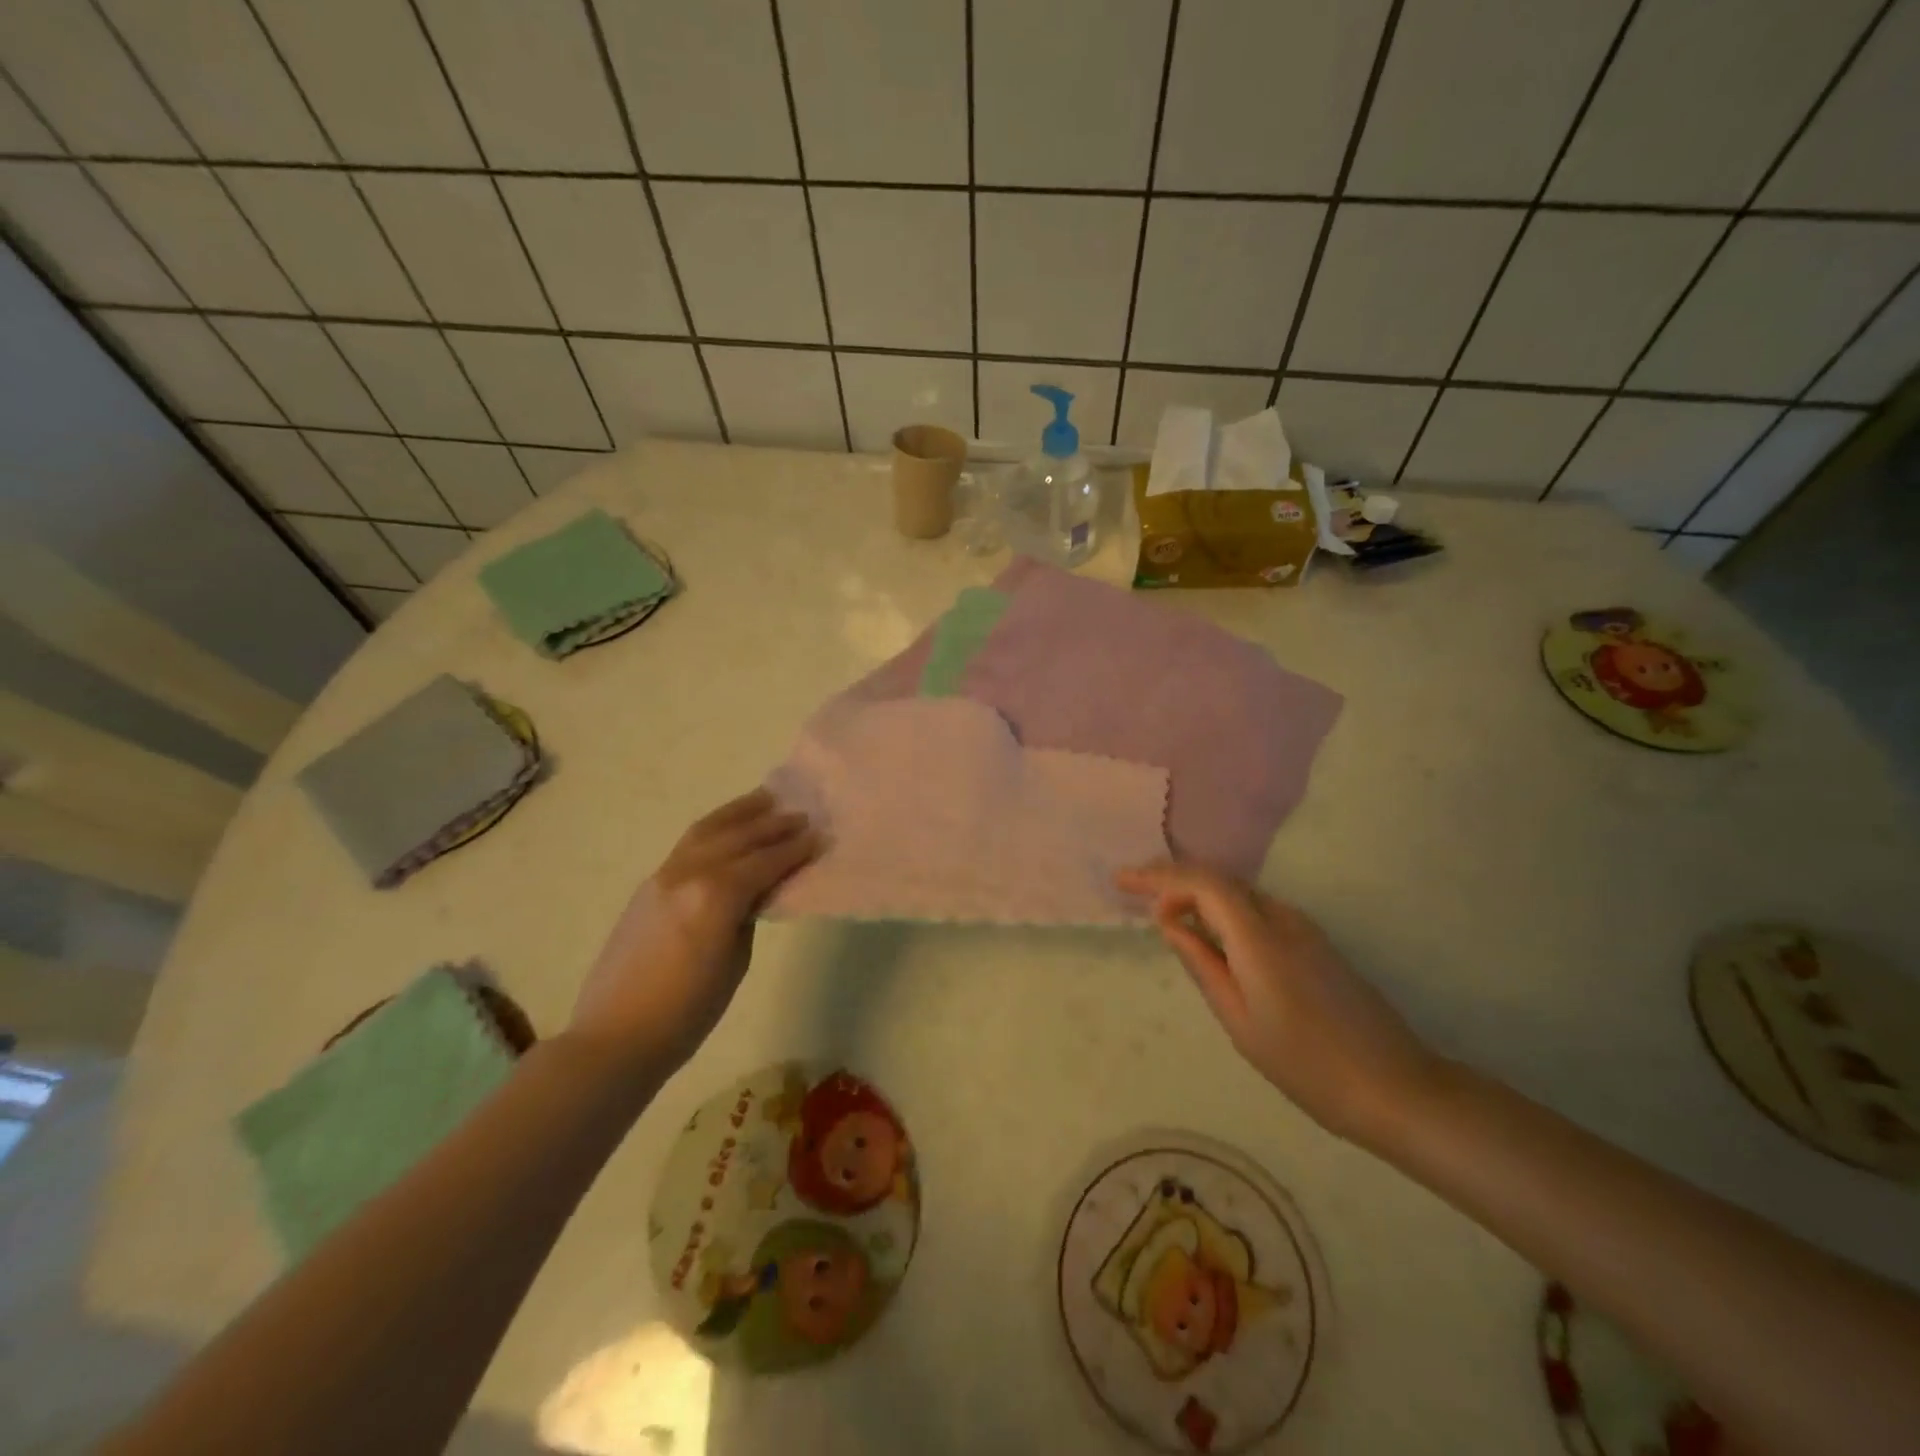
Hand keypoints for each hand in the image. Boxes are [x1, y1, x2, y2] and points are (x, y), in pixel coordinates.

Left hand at [570, 789, 817, 1072]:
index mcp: (715, 896)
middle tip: (801, 814)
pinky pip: (688, 844)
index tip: (819, 836)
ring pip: (707, 830)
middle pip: (737, 838)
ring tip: (765, 799)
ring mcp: (663, 876)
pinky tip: (726, 828)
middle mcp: (689, 874)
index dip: (795, 849)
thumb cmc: (686, 1013)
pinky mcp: (648, 886)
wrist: (615, 1036)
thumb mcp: (734, 964)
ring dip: (739, 813)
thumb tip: (756, 892)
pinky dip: (713, 828)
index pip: (764, 862)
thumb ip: (747, 916)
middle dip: (772, 824)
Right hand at [1118, 862, 1446, 1147]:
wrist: (1395, 1087)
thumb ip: (1203, 964)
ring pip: (1238, 891)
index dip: (1159, 876)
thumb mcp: (1240, 1021)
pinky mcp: (1314, 942)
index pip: (1203, 883)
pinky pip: (1256, 909)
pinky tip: (1206, 929)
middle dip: (1172, 877)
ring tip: (1160, 908)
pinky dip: (1222, 908)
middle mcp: (1283, 918)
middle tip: (1133, 888)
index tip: (1123, 881)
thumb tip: (1170, 923)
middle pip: (1219, 878)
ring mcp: (1304, 927)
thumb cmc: (1307, 1065)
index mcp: (1260, 938)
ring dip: (1196, 891)